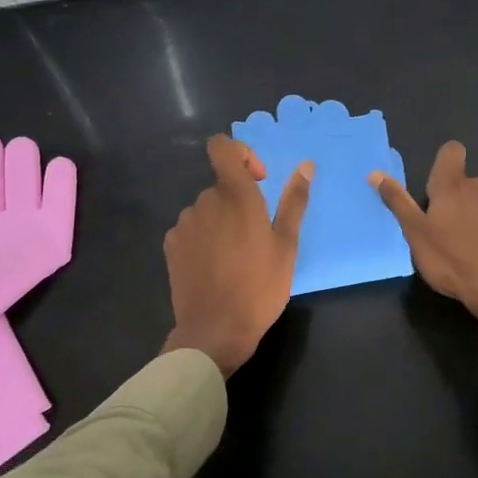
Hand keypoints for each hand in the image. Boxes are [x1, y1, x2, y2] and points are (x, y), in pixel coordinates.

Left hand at [163, 136, 312, 374]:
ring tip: (236, 258)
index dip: (240, 154)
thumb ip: (294, 201)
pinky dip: (204, 239)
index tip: (259, 181)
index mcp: (236, 196)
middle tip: (257, 239)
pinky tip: (215, 268)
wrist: (215, 330)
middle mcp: (205, 201)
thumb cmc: (260, 286)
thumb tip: (305, 166)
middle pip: (222, 186)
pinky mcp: (171, 245)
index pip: (223, 147)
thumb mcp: (286, 245)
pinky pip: (191, 230)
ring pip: (207, 210)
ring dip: (221, 222)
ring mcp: (184, 223)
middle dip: (239, 202)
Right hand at [369, 141, 477, 333]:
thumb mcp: (415, 234)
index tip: (440, 188)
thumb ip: (397, 201)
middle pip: (471, 184)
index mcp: (452, 186)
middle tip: (454, 232)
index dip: (446, 164)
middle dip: (464, 201)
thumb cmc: (451, 260)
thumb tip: (375, 173)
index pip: (451, 152)